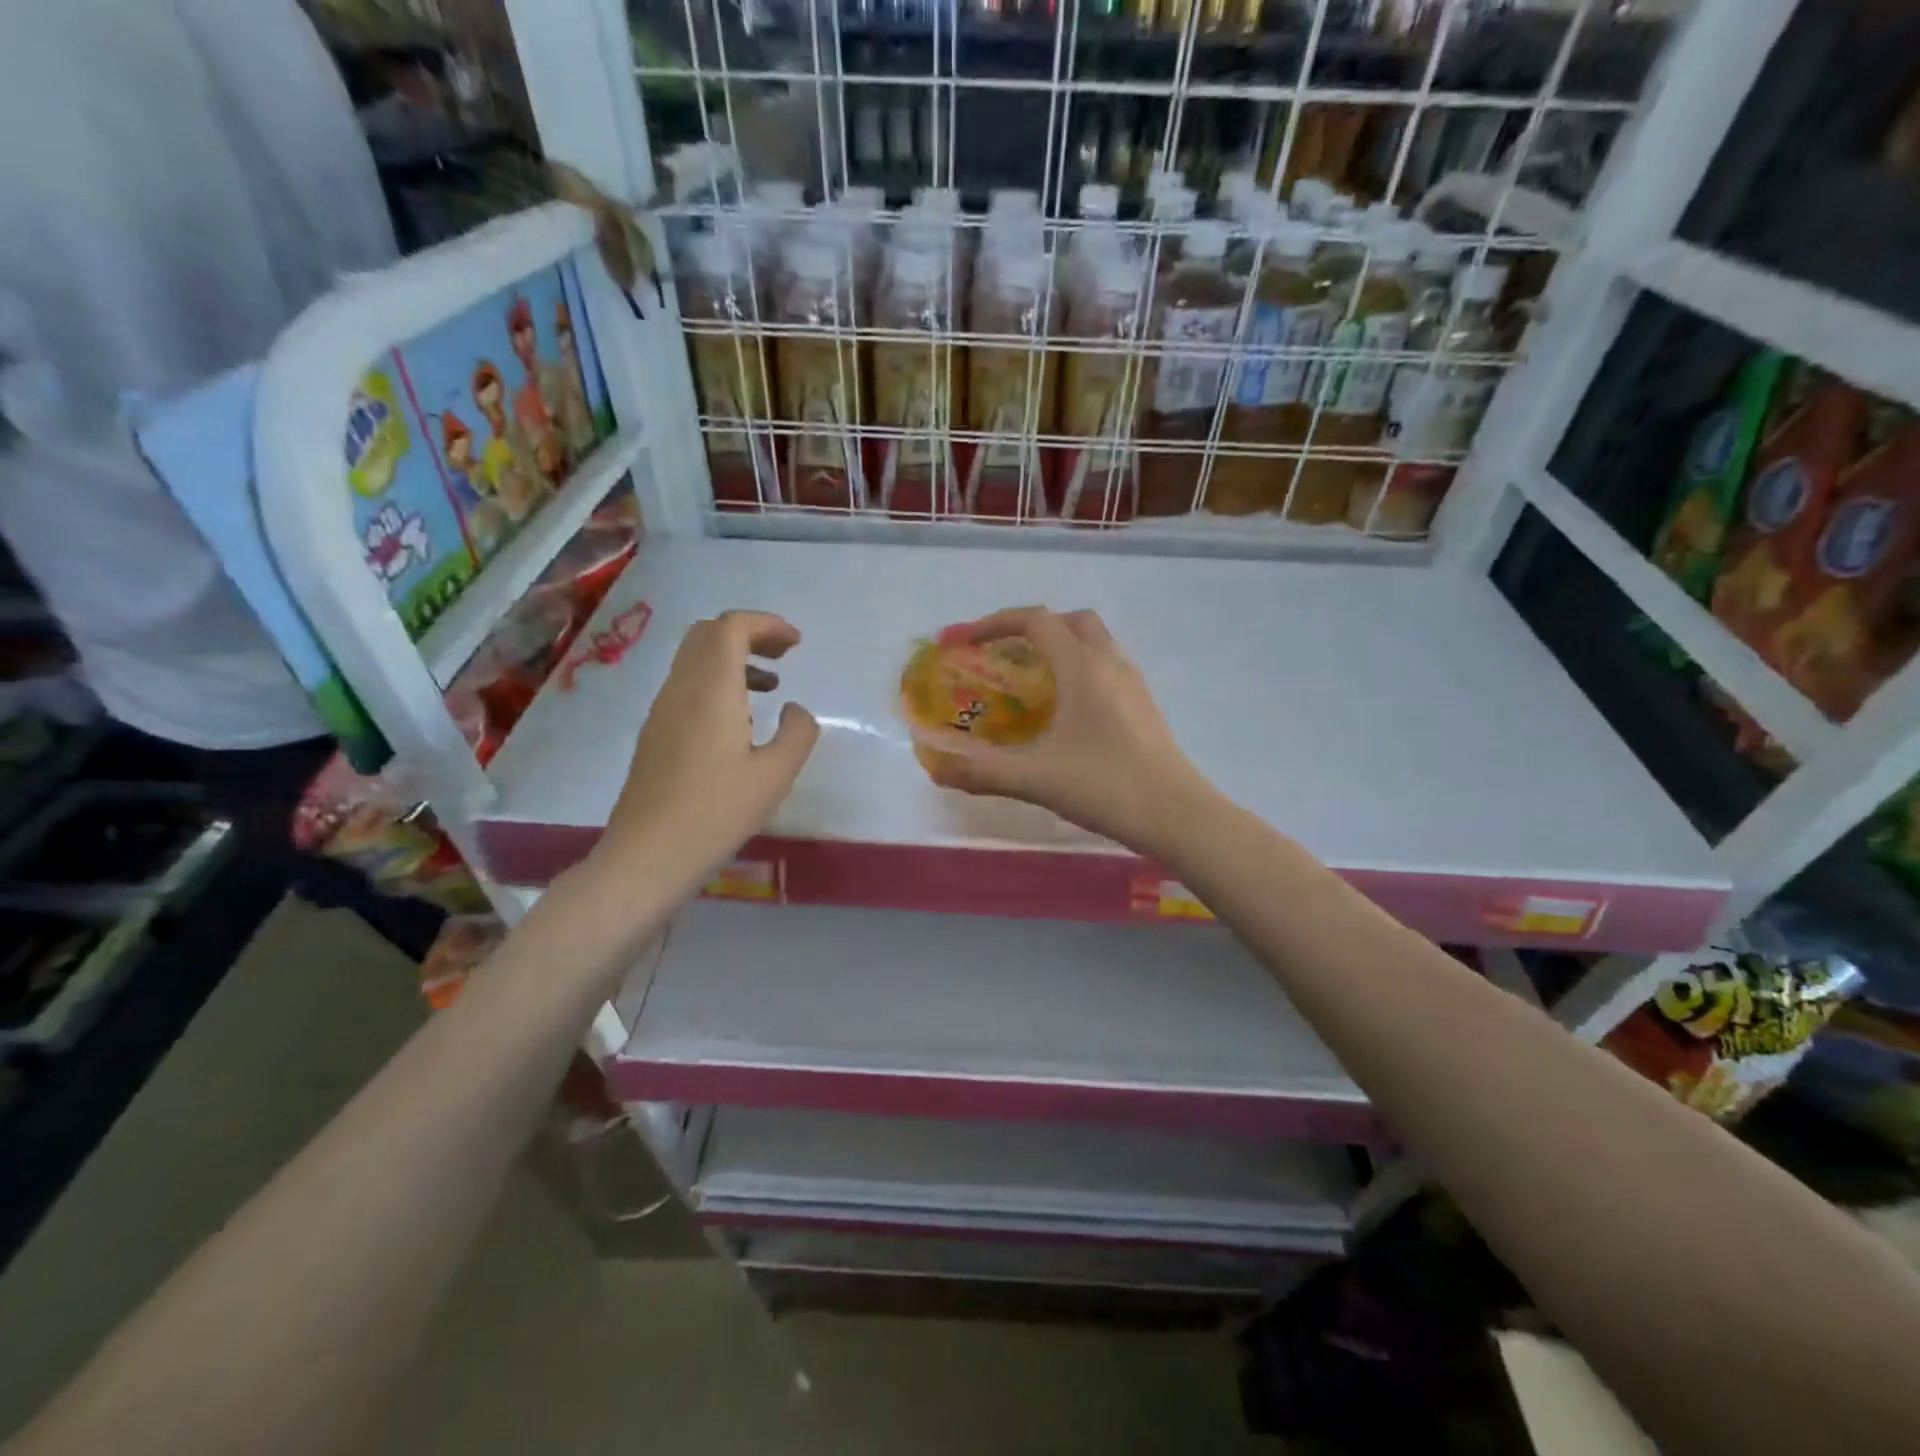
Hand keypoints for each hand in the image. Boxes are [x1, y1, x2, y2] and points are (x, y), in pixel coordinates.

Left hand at [595, 611, 818, 893]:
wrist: (649, 854)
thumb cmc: (717, 812)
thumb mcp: (776, 774)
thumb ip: (797, 732)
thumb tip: (794, 710)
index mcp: (711, 689)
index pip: (731, 628)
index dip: (766, 624)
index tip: (797, 643)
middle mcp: (681, 688)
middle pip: (708, 634)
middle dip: (749, 634)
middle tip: (784, 655)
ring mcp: (662, 710)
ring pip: (695, 659)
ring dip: (733, 659)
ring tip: (770, 686)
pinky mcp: (656, 733)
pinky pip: (687, 685)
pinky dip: (718, 682)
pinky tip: (740, 721)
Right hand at [922, 606, 1210, 856]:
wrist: (1177, 814)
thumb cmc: (1105, 786)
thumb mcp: (1035, 778)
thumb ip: (982, 771)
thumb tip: (935, 767)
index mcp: (1082, 667)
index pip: (1036, 621)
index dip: (994, 623)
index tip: (965, 641)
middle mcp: (1110, 663)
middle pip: (1071, 622)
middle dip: (1033, 629)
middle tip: (1005, 656)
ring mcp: (1133, 683)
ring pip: (1095, 642)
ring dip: (1061, 647)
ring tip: (1032, 682)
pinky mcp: (1144, 706)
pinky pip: (1107, 667)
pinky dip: (1080, 670)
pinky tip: (1066, 712)